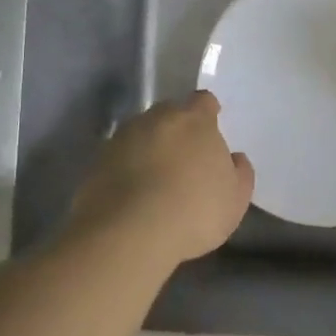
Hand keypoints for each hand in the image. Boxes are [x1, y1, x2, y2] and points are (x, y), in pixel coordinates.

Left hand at [69, 91, 254, 265]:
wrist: (129, 234)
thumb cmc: (194, 211)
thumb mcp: (235, 199)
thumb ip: (239, 172)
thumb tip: (234, 158)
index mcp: (194, 120)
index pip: (203, 101)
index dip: (207, 113)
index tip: (210, 128)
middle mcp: (155, 119)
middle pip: (169, 114)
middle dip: (177, 129)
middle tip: (185, 158)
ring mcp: (121, 138)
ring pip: (140, 134)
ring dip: (149, 148)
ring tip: (156, 180)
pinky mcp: (96, 162)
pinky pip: (118, 158)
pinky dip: (126, 169)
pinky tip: (133, 195)